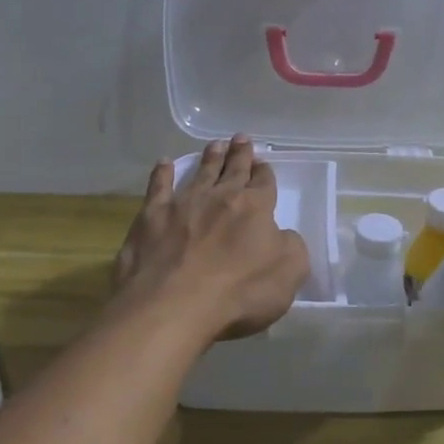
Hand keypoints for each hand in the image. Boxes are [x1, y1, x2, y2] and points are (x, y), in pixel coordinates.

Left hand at [112, 135, 311, 342]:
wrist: (174, 304)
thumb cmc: (238, 292)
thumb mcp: (289, 274)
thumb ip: (292, 248)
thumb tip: (283, 236)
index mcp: (255, 208)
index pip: (263, 183)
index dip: (265, 173)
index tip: (263, 163)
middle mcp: (220, 197)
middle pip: (233, 170)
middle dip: (240, 154)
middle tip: (242, 138)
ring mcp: (183, 204)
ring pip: (200, 172)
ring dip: (209, 157)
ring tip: (215, 144)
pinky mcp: (151, 217)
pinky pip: (158, 187)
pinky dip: (162, 173)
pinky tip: (163, 163)